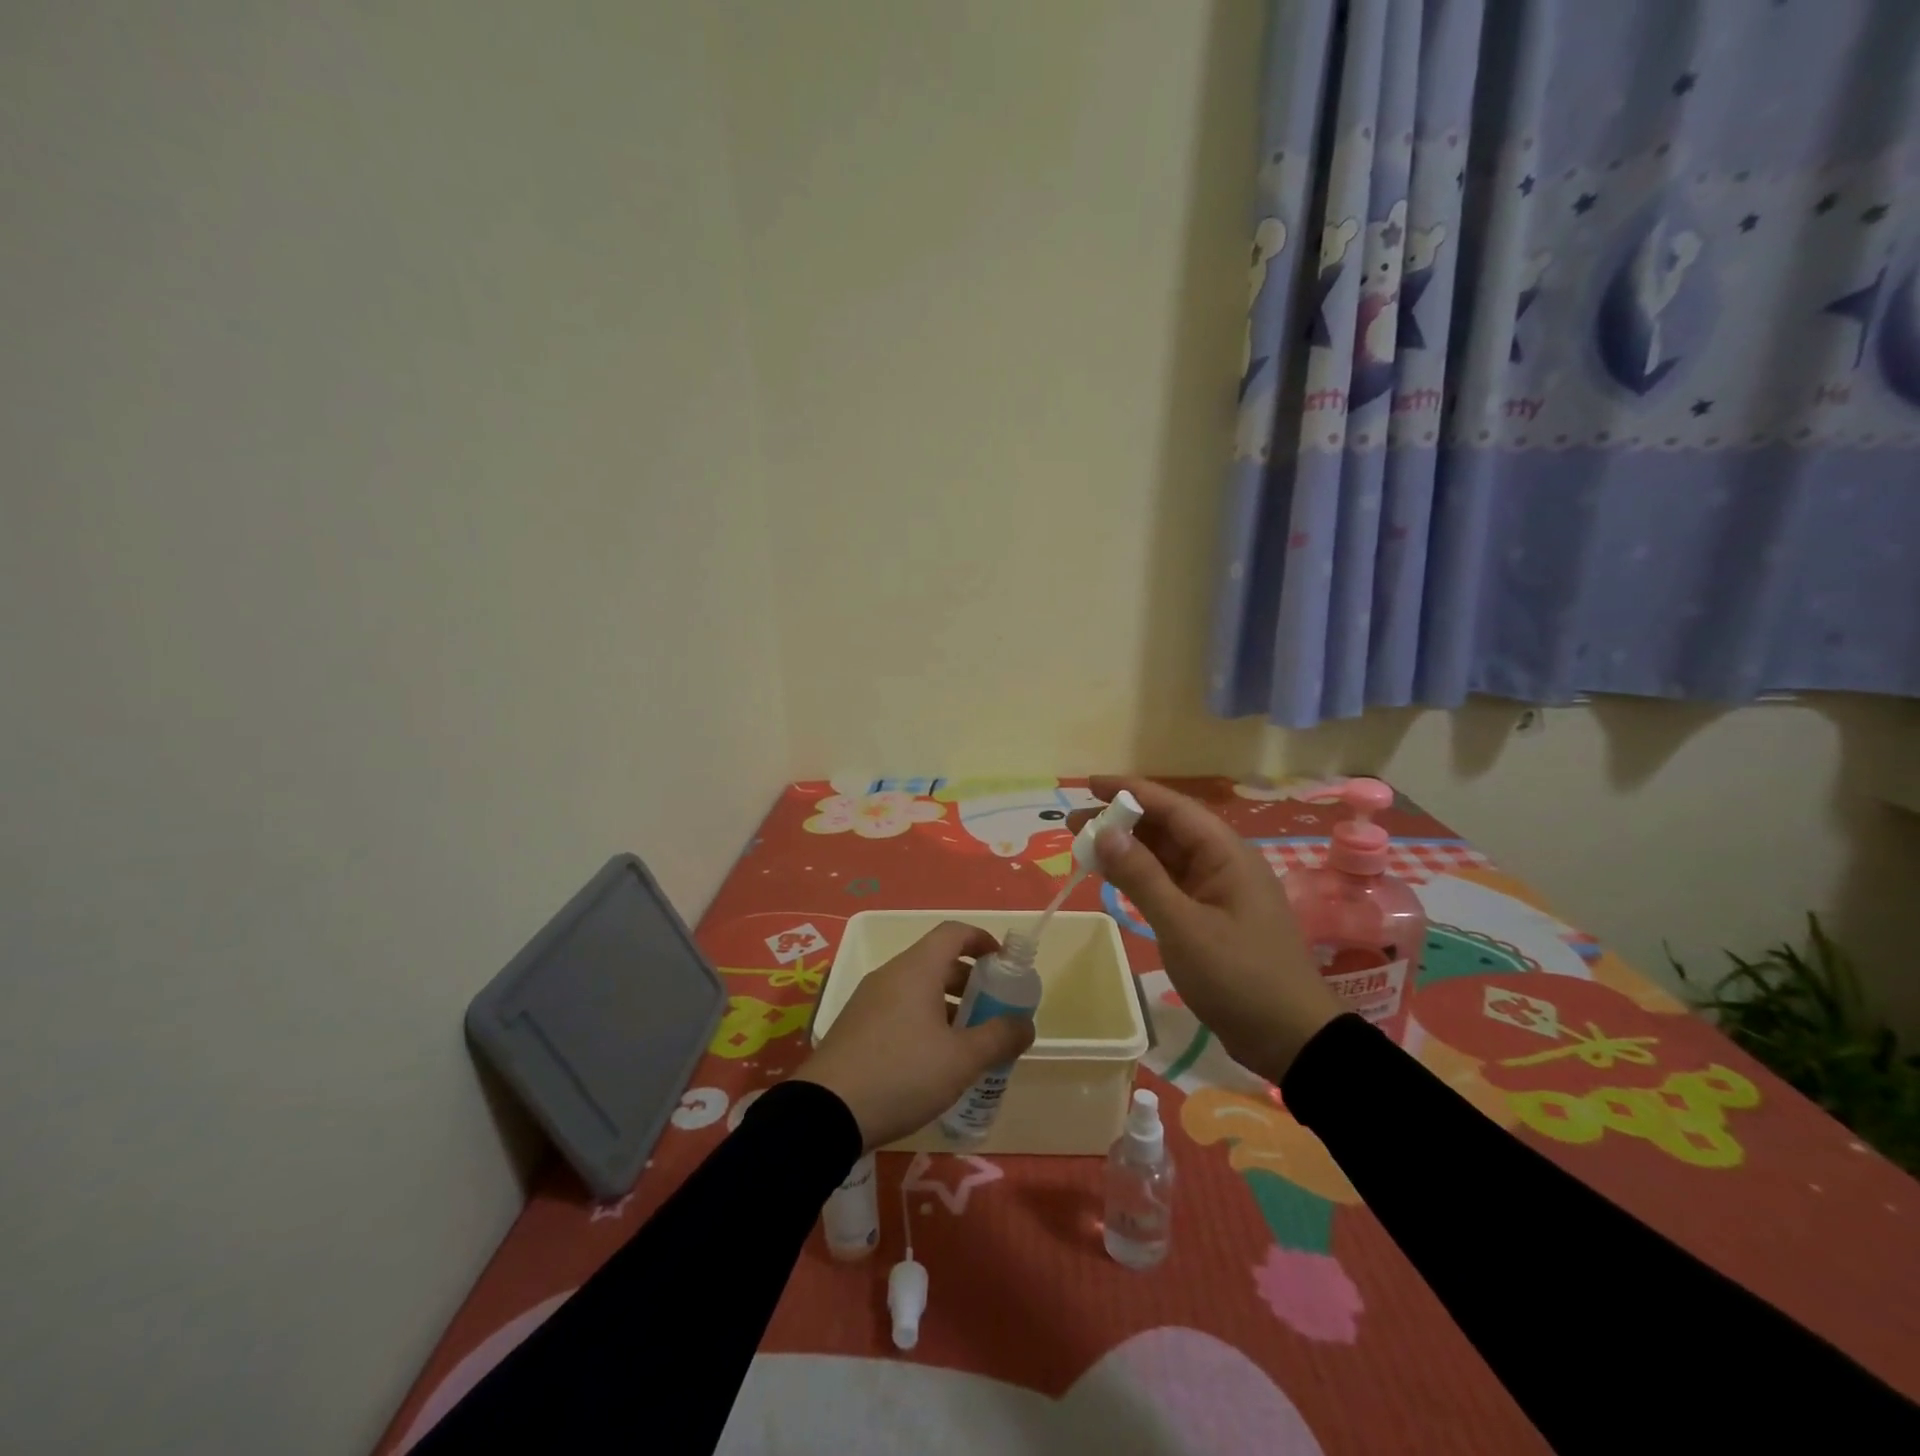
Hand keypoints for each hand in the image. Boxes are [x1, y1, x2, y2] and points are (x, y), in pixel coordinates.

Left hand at [793, 921, 1035, 1149]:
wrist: (826, 1112)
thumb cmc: (902, 1074)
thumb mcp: (961, 1060)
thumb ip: (999, 1038)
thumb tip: (1026, 1024)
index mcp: (916, 969)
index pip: (953, 933)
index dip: (982, 940)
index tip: (1004, 963)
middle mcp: (890, 975)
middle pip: (936, 961)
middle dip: (969, 981)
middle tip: (992, 1010)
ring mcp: (868, 999)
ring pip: (917, 988)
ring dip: (946, 1004)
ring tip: (968, 1041)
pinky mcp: (855, 1026)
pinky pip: (898, 1008)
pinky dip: (923, 1020)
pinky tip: (932, 1060)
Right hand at [1087, 776, 1337, 1081]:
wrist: (1289, 1038)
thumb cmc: (1238, 977)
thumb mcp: (1183, 926)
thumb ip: (1141, 877)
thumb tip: (1105, 832)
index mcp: (1225, 854)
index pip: (1172, 807)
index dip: (1130, 792)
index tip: (1089, 785)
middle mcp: (1222, 863)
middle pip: (1166, 829)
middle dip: (1121, 821)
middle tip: (1073, 825)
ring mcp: (1218, 891)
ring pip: (1166, 857)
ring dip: (1128, 850)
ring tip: (1084, 847)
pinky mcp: (1211, 916)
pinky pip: (1170, 882)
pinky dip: (1141, 877)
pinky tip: (1114, 877)